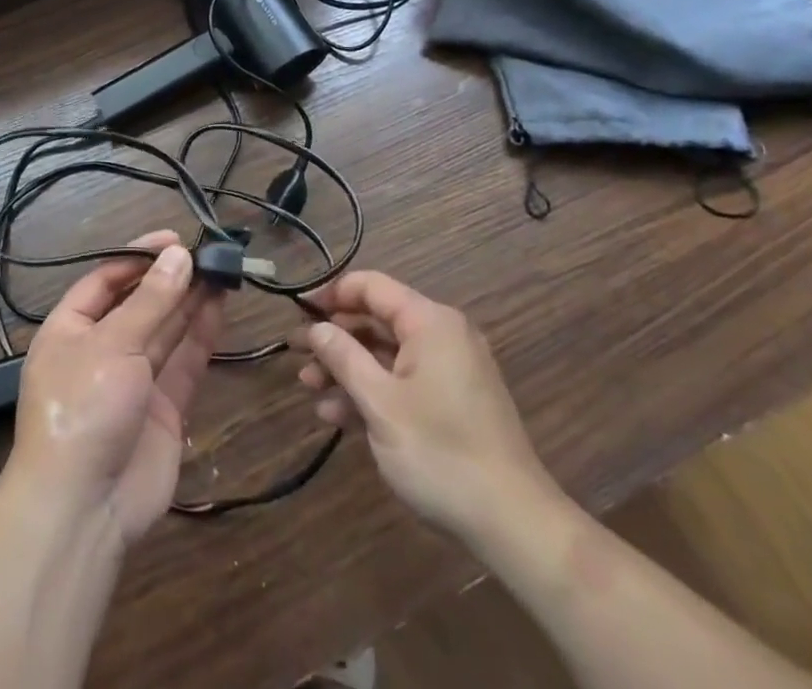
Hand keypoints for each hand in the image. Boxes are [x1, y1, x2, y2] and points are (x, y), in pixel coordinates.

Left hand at [8, 231, 223, 545]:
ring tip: (220, 269)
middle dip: (169, 278)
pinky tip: (219, 306)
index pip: (105, 279)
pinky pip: (183, 363)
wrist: (84, 508)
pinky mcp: (163, 408)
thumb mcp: (112, 343)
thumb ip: (151, 300)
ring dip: (189, 301)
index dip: (138, 257)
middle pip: (139, 303)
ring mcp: (133, 380)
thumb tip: (179, 255)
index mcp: (70, 329)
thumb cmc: (83, 407)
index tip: (174, 239)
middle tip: (207, 251)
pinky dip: (200, 335)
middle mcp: (100, 349)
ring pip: (165, 330)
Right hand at [296, 270, 557, 539]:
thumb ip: (343, 357)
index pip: (371, 286)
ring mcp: (450, 371)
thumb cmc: (440, 453)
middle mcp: (442, 336)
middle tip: (297, 356)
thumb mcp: (380, 403)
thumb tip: (316, 328)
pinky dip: (373, 392)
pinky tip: (338, 416)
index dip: (331, 294)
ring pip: (387, 355)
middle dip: (335, 339)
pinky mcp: (453, 403)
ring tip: (310, 390)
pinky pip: (404, 381)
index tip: (298, 312)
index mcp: (430, 322)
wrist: (514, 525)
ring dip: (348, 370)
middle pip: (377, 321)